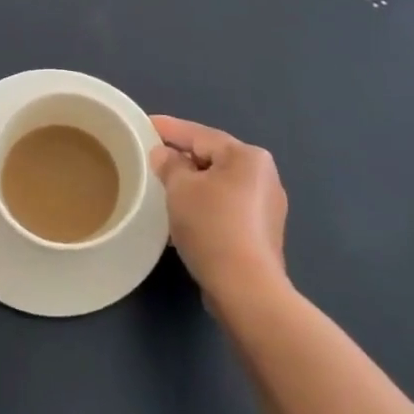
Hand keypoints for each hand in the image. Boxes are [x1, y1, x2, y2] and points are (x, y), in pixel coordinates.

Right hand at [150, 116, 287, 303]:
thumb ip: (169, 164)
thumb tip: (164, 155)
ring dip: (193, 184)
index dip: (169, 129)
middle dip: (182, 158)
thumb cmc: (212, 226)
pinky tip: (186, 215)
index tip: (145, 124)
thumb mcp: (180, 188)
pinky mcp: (262, 233)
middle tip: (152, 157)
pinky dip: (206, 206)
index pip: (200, 134)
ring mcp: (267, 206)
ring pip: (220, 184)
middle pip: (213, 158)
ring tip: (165, 187)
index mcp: (247, 156)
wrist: (245, 288)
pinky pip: (227, 207)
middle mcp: (264, 175)